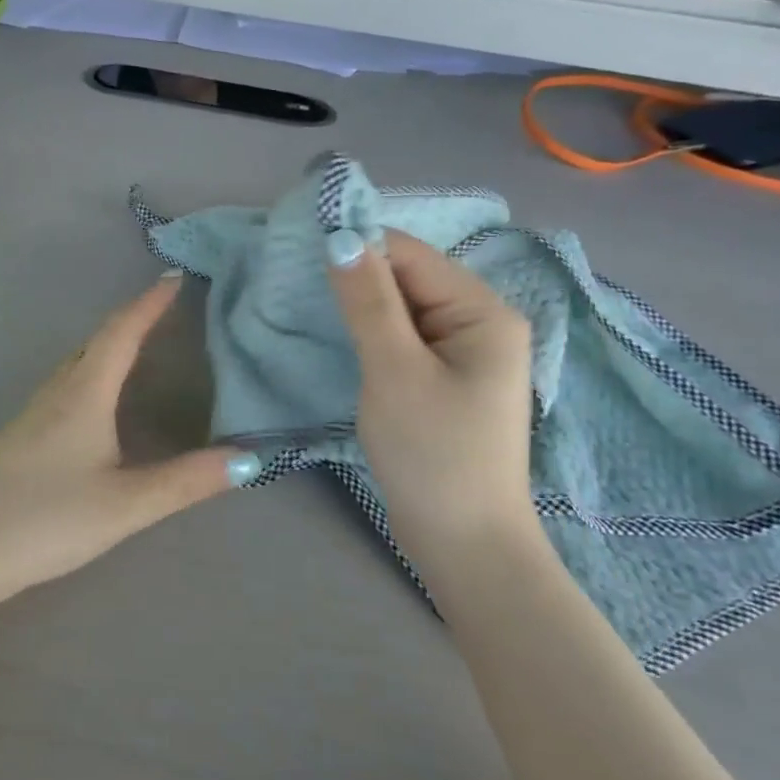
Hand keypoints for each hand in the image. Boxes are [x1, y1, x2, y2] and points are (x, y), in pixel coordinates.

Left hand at [0, 274, 256, 604]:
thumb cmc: (48, 520)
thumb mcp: (126, 505)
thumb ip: (186, 481)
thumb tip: (249, 458)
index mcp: (82, 395)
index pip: (120, 334)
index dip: (148, 304)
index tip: (174, 277)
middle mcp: (55, 393)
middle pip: (95, 341)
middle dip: (131, 321)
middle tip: (165, 310)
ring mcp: (31, 414)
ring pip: (76, 364)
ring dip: (108, 346)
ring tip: (139, 347)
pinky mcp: (19, 436)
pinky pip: (64, 386)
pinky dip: (91, 374)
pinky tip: (97, 401)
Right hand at [326, 228, 539, 577]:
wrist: (462, 542)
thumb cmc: (432, 453)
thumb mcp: (393, 370)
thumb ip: (368, 301)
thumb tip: (341, 237)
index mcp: (483, 311)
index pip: (411, 254)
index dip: (357, 245)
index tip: (299, 251)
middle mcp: (481, 322)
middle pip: (409, 277)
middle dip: (356, 276)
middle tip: (296, 283)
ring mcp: (465, 353)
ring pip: (402, 308)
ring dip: (359, 305)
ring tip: (308, 306)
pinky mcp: (445, 379)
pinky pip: (404, 337)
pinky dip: (370, 332)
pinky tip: (339, 336)